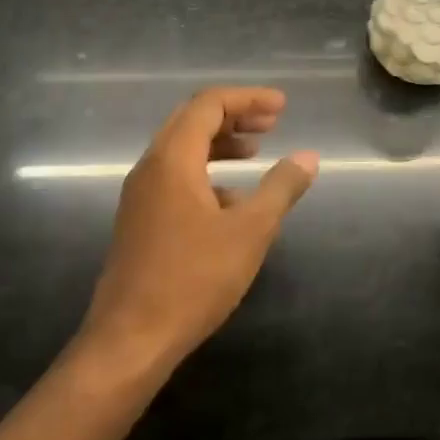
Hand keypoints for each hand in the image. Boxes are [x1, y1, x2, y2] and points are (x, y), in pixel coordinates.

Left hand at [85, 87, 318, 365]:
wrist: (131, 340)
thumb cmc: (193, 279)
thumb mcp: (250, 231)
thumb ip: (281, 188)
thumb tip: (309, 157)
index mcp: (172, 160)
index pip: (208, 105)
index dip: (248, 99)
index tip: (282, 107)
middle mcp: (150, 168)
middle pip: (191, 121)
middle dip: (234, 115)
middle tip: (273, 122)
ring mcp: (140, 196)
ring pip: (182, 150)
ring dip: (220, 143)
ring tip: (257, 152)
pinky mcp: (140, 221)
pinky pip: (175, 177)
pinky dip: (207, 172)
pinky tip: (233, 199)